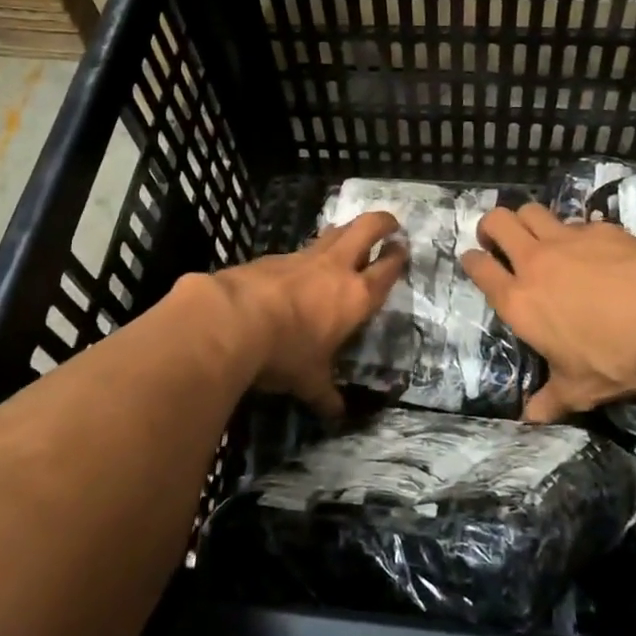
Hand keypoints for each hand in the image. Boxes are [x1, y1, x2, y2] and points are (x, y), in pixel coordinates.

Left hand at [196, 211, 406, 417]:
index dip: (398, 257)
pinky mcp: (274, 256)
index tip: (403, 248)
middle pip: (366, 228)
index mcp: (355, 296)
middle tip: (389, 223)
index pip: (386, 269)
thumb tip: (337, 413)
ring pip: (334, 231)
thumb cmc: (284, 352)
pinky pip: (301, 249)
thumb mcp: (308, 380)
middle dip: (381, 222)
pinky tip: (301, 267)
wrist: (233, 318)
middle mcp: (335, 268)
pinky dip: (309, 253)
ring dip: (346, 231)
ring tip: (350, 235)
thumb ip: (325, 393)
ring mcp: (304, 257)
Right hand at [462, 203, 635, 422]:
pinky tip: (592, 249)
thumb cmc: (615, 360)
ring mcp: (568, 240)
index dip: (471, 260)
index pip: (479, 267)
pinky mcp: (601, 229)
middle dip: (491, 226)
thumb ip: (550, 399)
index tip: (474, 260)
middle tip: (499, 239)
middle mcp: (535, 262)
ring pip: (531, 210)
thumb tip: (530, 419)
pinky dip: (575, 232)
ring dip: (527, 220)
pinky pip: (577, 221)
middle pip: (497, 222)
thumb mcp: (579, 389)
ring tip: (538, 235)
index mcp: (519, 301)